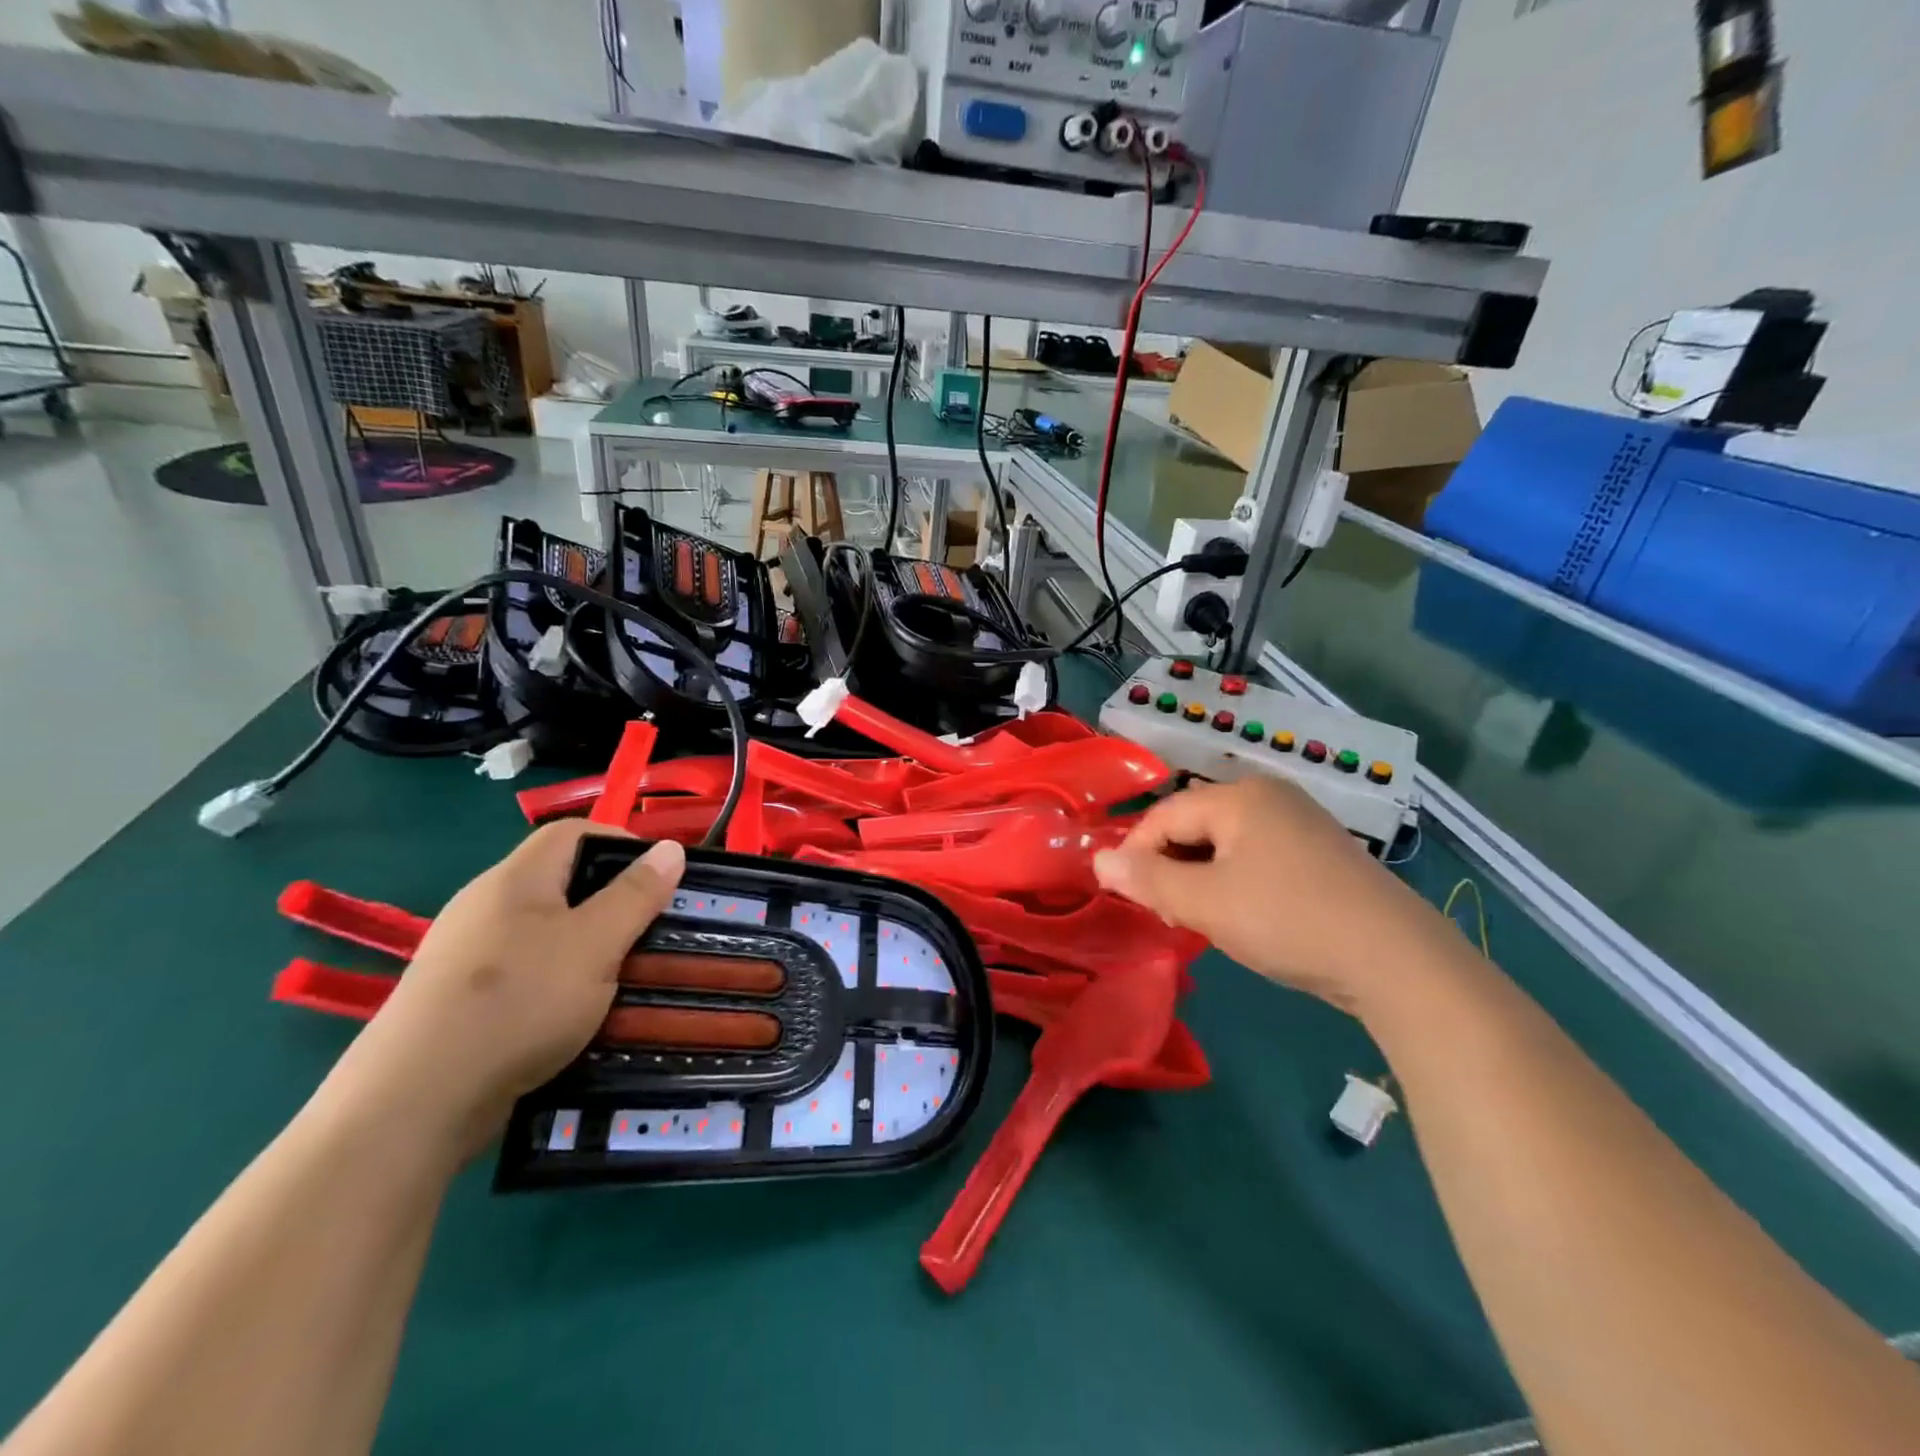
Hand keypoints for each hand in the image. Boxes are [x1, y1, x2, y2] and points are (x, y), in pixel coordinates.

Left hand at [324, 821, 685, 1154]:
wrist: (413, 1104)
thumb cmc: (519, 1003)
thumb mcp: (596, 944)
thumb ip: (636, 895)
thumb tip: (672, 847)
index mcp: (516, 879)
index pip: (573, 833)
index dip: (622, 842)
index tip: (662, 876)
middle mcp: (485, 905)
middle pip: (559, 881)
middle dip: (611, 901)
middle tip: (649, 930)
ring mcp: (466, 954)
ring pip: (544, 931)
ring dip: (588, 946)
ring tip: (622, 975)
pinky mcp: (457, 1000)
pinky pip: (523, 971)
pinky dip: (558, 981)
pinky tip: (575, 1014)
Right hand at [1093, 778, 1441, 1013]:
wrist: (1397, 960)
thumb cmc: (1287, 920)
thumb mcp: (1205, 903)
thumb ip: (1147, 879)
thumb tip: (1098, 860)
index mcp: (1239, 796)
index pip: (1163, 816)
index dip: (1135, 854)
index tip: (1126, 897)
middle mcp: (1270, 796)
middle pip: (1195, 824)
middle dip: (1170, 866)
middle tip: (1165, 912)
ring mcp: (1301, 821)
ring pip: (1225, 843)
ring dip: (1200, 877)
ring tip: (1199, 918)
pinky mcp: (1321, 851)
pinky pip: (1257, 855)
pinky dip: (1235, 880)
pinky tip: (1241, 914)